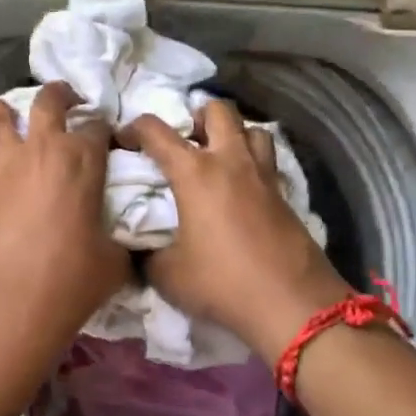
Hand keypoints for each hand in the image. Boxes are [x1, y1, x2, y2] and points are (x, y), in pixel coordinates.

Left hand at [0, 82, 130, 340]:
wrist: (12, 303)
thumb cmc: (73, 279)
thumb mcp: (115, 258)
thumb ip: (119, 234)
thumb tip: (121, 235)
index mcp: (84, 159)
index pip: (98, 124)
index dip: (106, 127)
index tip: (110, 136)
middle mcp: (46, 151)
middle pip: (50, 102)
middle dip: (61, 93)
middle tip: (69, 98)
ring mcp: (10, 167)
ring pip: (2, 119)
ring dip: (7, 110)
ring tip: (9, 110)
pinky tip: (4, 160)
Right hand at [123, 99, 349, 364]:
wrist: (292, 304)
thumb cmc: (222, 283)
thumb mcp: (168, 275)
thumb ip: (147, 254)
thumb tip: (138, 249)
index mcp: (195, 172)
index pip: (156, 131)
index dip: (134, 128)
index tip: (123, 140)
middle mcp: (230, 161)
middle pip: (218, 110)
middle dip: (197, 115)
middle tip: (185, 140)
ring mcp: (263, 175)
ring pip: (252, 129)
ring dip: (233, 134)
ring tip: (219, 157)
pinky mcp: (285, 195)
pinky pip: (267, 161)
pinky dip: (252, 162)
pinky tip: (241, 189)